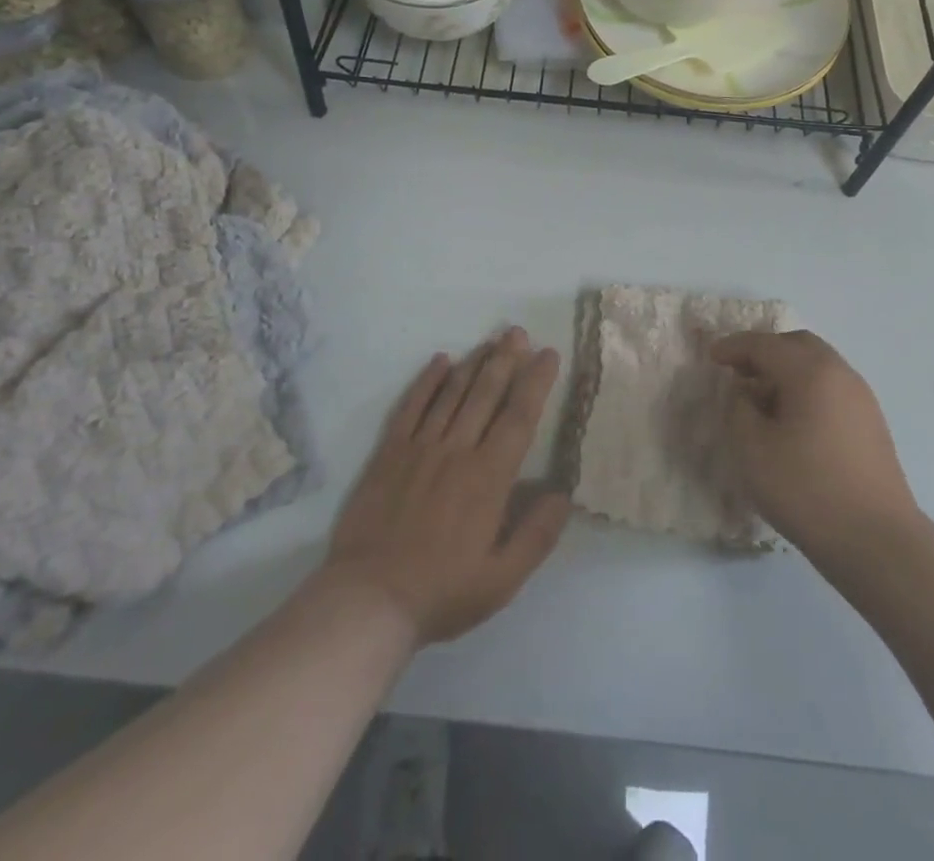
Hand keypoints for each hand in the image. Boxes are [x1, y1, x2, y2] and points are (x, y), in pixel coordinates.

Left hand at [323, 329, 570, 644]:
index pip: (519, 416)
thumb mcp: (502, 579)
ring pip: (452, 393)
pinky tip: (439, 361)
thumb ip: (537, 534)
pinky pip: (411, 406)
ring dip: (474, 362)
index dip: (536, 381)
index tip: (548, 354)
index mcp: (489, 477)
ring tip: (491, 340)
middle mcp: (457, 450)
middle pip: (486, 393)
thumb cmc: (442, 592)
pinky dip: (426, 381)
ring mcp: (420, 448)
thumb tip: (565, 493)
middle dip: (505, 359)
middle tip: (517, 332)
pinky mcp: (389, 453)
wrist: (368, 601)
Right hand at [714, 330, 917, 561]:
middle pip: (797, 345)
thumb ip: (739, 410)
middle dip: (764, 352)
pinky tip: (792, 422)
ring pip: (817, 365)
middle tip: (738, 371)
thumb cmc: (807, 490)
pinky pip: (831, 388)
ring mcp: (861, 397)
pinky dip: (806, 389)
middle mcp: (840, 373)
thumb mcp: (753, 450)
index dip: (734, 347)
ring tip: (762, 400)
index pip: (765, 345)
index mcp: (811, 371)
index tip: (711, 357)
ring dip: (786, 371)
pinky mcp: (871, 423)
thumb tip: (745, 393)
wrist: (878, 542)